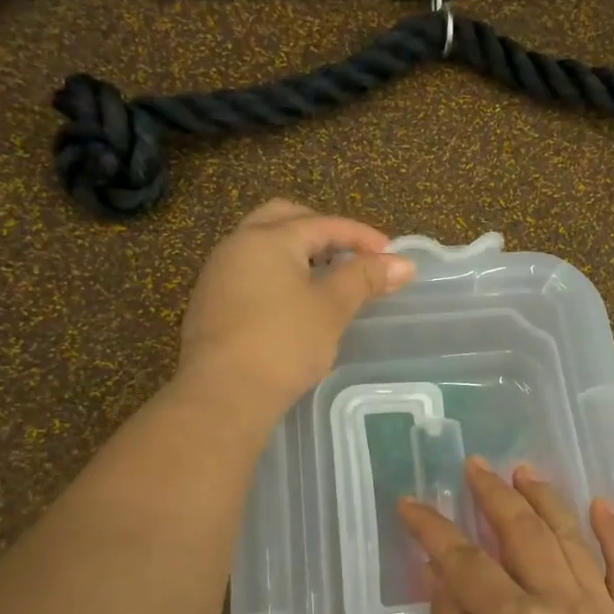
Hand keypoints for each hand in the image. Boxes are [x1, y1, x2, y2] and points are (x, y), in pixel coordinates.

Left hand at [177, 199, 413, 420]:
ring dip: (298, 253)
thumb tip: (403, 264)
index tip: (392, 256)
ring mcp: (218, 274)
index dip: (362, 236)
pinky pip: (250, 272)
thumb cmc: (284, 344)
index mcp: (268, 238)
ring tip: (328, 279)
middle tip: (351, 255)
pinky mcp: (210, 303)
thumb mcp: (332, 308)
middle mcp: (238, 245)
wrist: (223, 394)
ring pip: (263, 246)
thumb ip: (365, 278)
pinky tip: (296, 304)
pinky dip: (278, 275)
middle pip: (285, 219)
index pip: (324, 224)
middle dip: (322, 232)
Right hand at [398, 460, 613, 613]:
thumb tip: (440, 577)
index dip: (433, 529)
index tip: (411, 504)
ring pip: (572, 539)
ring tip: (524, 472)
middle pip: (522, 533)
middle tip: (475, 467)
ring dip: (545, 500)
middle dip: (493, 495)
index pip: (465, 561)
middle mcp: (564, 605)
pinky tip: (601, 505)